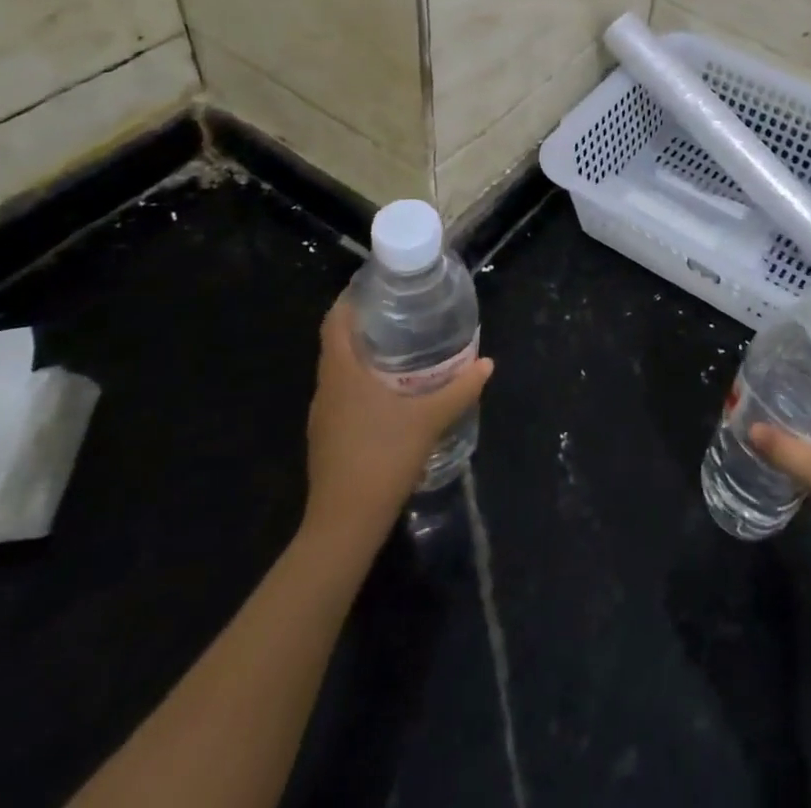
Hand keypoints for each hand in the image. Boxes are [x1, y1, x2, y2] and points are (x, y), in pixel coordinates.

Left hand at [298, 292, 492, 545]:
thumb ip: (459, 389)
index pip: (335, 320)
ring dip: (363, 355)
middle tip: (402, 312)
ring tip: (401, 347)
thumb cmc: (382, 458)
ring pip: (340, 371)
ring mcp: (323, 416)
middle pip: (337, 343)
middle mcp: (326, 388)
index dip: (351, 298)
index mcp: (342, 373)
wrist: (344, 524)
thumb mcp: (429, 420)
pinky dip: (362, 382)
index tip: (378, 285)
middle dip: (365, 324)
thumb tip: (487, 363)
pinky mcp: (327, 437)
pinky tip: (390, 392)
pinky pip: (342, 394)